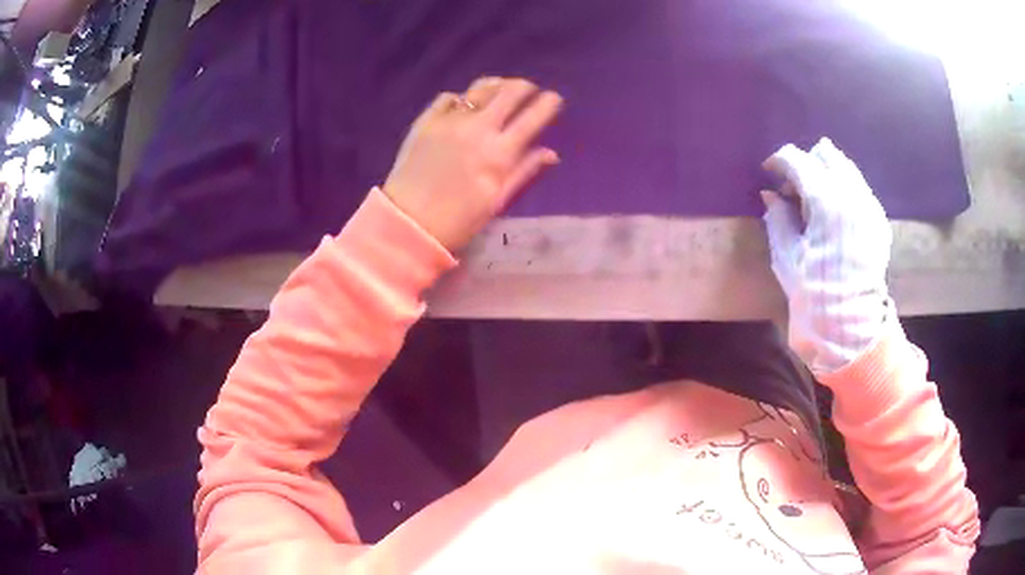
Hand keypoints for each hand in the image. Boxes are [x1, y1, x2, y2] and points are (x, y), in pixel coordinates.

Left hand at [383, 77, 563, 250]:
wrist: (408, 223)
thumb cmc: (458, 219)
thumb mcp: (497, 200)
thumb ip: (524, 171)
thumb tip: (551, 152)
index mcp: (500, 153)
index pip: (532, 117)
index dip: (547, 104)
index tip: (553, 98)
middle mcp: (478, 128)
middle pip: (509, 92)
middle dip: (524, 87)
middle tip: (528, 90)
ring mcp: (450, 120)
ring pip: (480, 88)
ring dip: (497, 85)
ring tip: (501, 89)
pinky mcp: (426, 120)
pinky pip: (449, 97)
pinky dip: (462, 98)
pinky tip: (464, 105)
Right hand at [761, 138, 892, 373]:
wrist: (852, 327)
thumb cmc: (814, 295)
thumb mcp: (787, 258)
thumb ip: (778, 219)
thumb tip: (771, 195)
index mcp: (826, 203)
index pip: (799, 161)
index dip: (779, 162)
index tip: (769, 172)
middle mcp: (852, 195)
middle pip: (826, 155)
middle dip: (806, 163)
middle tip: (793, 187)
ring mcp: (869, 206)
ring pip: (846, 167)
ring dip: (826, 173)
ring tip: (814, 199)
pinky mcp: (878, 219)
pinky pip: (858, 187)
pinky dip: (842, 188)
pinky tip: (834, 213)